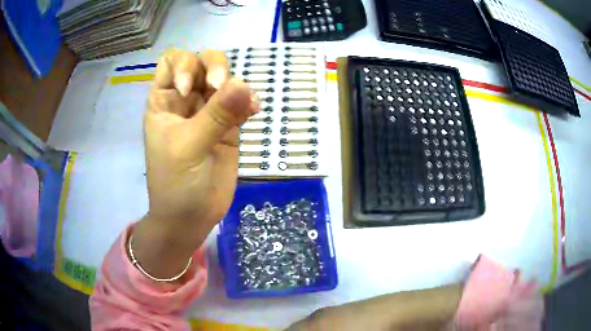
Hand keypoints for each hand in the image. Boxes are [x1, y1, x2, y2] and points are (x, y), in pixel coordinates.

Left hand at [133, 49, 257, 277]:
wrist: (191, 217)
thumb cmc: (176, 183)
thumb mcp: (188, 147)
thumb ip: (215, 116)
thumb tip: (244, 85)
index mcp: (165, 100)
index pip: (172, 61)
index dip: (184, 65)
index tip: (191, 89)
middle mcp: (186, 99)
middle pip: (202, 62)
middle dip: (215, 67)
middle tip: (222, 87)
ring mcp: (208, 111)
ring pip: (225, 79)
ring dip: (236, 83)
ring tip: (245, 105)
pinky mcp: (228, 126)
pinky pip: (240, 102)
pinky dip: (248, 101)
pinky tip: (253, 112)